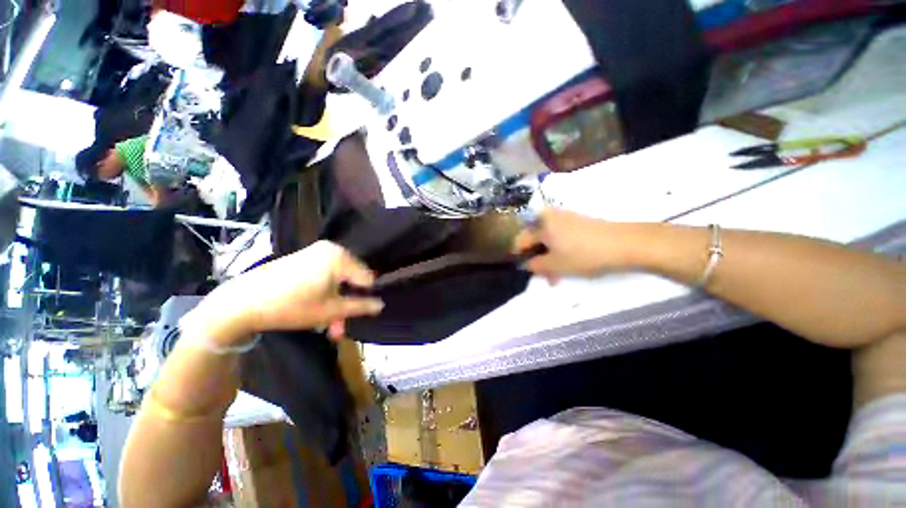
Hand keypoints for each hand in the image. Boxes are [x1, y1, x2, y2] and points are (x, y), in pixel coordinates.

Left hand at [185, 241, 383, 345]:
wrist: (240, 302)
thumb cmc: (290, 307)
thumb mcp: (330, 311)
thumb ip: (360, 307)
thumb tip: (381, 304)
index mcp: (340, 257)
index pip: (367, 278)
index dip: (364, 298)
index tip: (354, 316)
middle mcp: (331, 249)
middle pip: (353, 278)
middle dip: (348, 302)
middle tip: (338, 326)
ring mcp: (316, 252)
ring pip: (340, 278)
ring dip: (337, 300)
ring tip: (328, 322)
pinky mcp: (304, 257)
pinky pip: (327, 273)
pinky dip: (326, 290)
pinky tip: (318, 306)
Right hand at [513, 208, 634, 282]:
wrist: (624, 243)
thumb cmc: (583, 254)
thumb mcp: (555, 265)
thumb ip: (534, 266)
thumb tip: (525, 265)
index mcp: (541, 225)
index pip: (521, 241)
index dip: (520, 256)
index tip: (526, 269)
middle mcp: (550, 217)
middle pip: (535, 239)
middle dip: (537, 257)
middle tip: (545, 274)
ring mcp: (565, 217)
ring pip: (548, 239)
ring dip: (549, 256)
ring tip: (558, 273)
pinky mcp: (578, 221)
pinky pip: (560, 235)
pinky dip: (560, 249)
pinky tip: (568, 261)